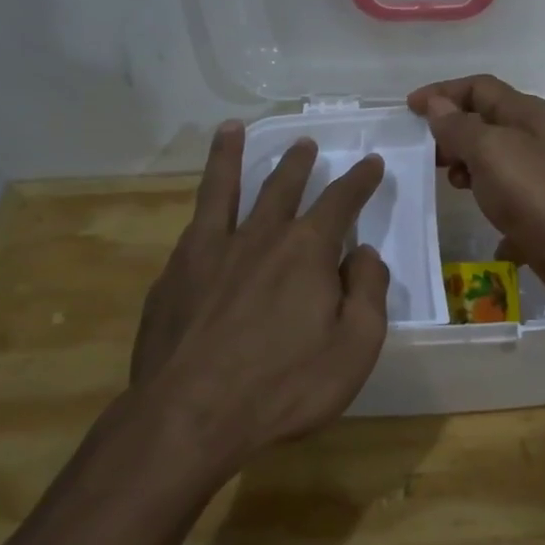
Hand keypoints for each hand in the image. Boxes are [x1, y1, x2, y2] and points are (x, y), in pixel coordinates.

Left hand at [130, 123, 390, 470]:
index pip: (342, 201)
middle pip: (282, 186)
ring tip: (232, 129)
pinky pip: (193, 226)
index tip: (371, 163)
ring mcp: (210, 251)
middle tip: (307, 143)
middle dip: (299, 162)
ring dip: (231, 156)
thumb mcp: (355, 346)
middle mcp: (259, 236)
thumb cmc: (285, 384)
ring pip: (224, 189)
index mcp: (308, 250)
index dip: (360, 180)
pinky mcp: (174, 274)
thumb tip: (364, 254)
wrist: (189, 415)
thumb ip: (368, 292)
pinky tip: (201, 213)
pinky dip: (201, 206)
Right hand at [406, 75, 544, 317]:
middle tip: (426, 157)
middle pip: (487, 126)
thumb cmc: (542, 192)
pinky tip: (485, 236)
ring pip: (498, 168)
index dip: (443, 93)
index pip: (478, 88)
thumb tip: (438, 106)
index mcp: (525, 115)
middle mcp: (536, 142)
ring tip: (450, 190)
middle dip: (453, 136)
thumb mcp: (492, 151)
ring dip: (471, 174)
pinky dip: (496, 217)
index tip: (409, 110)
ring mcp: (544, 181)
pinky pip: (513, 210)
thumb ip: (461, 128)